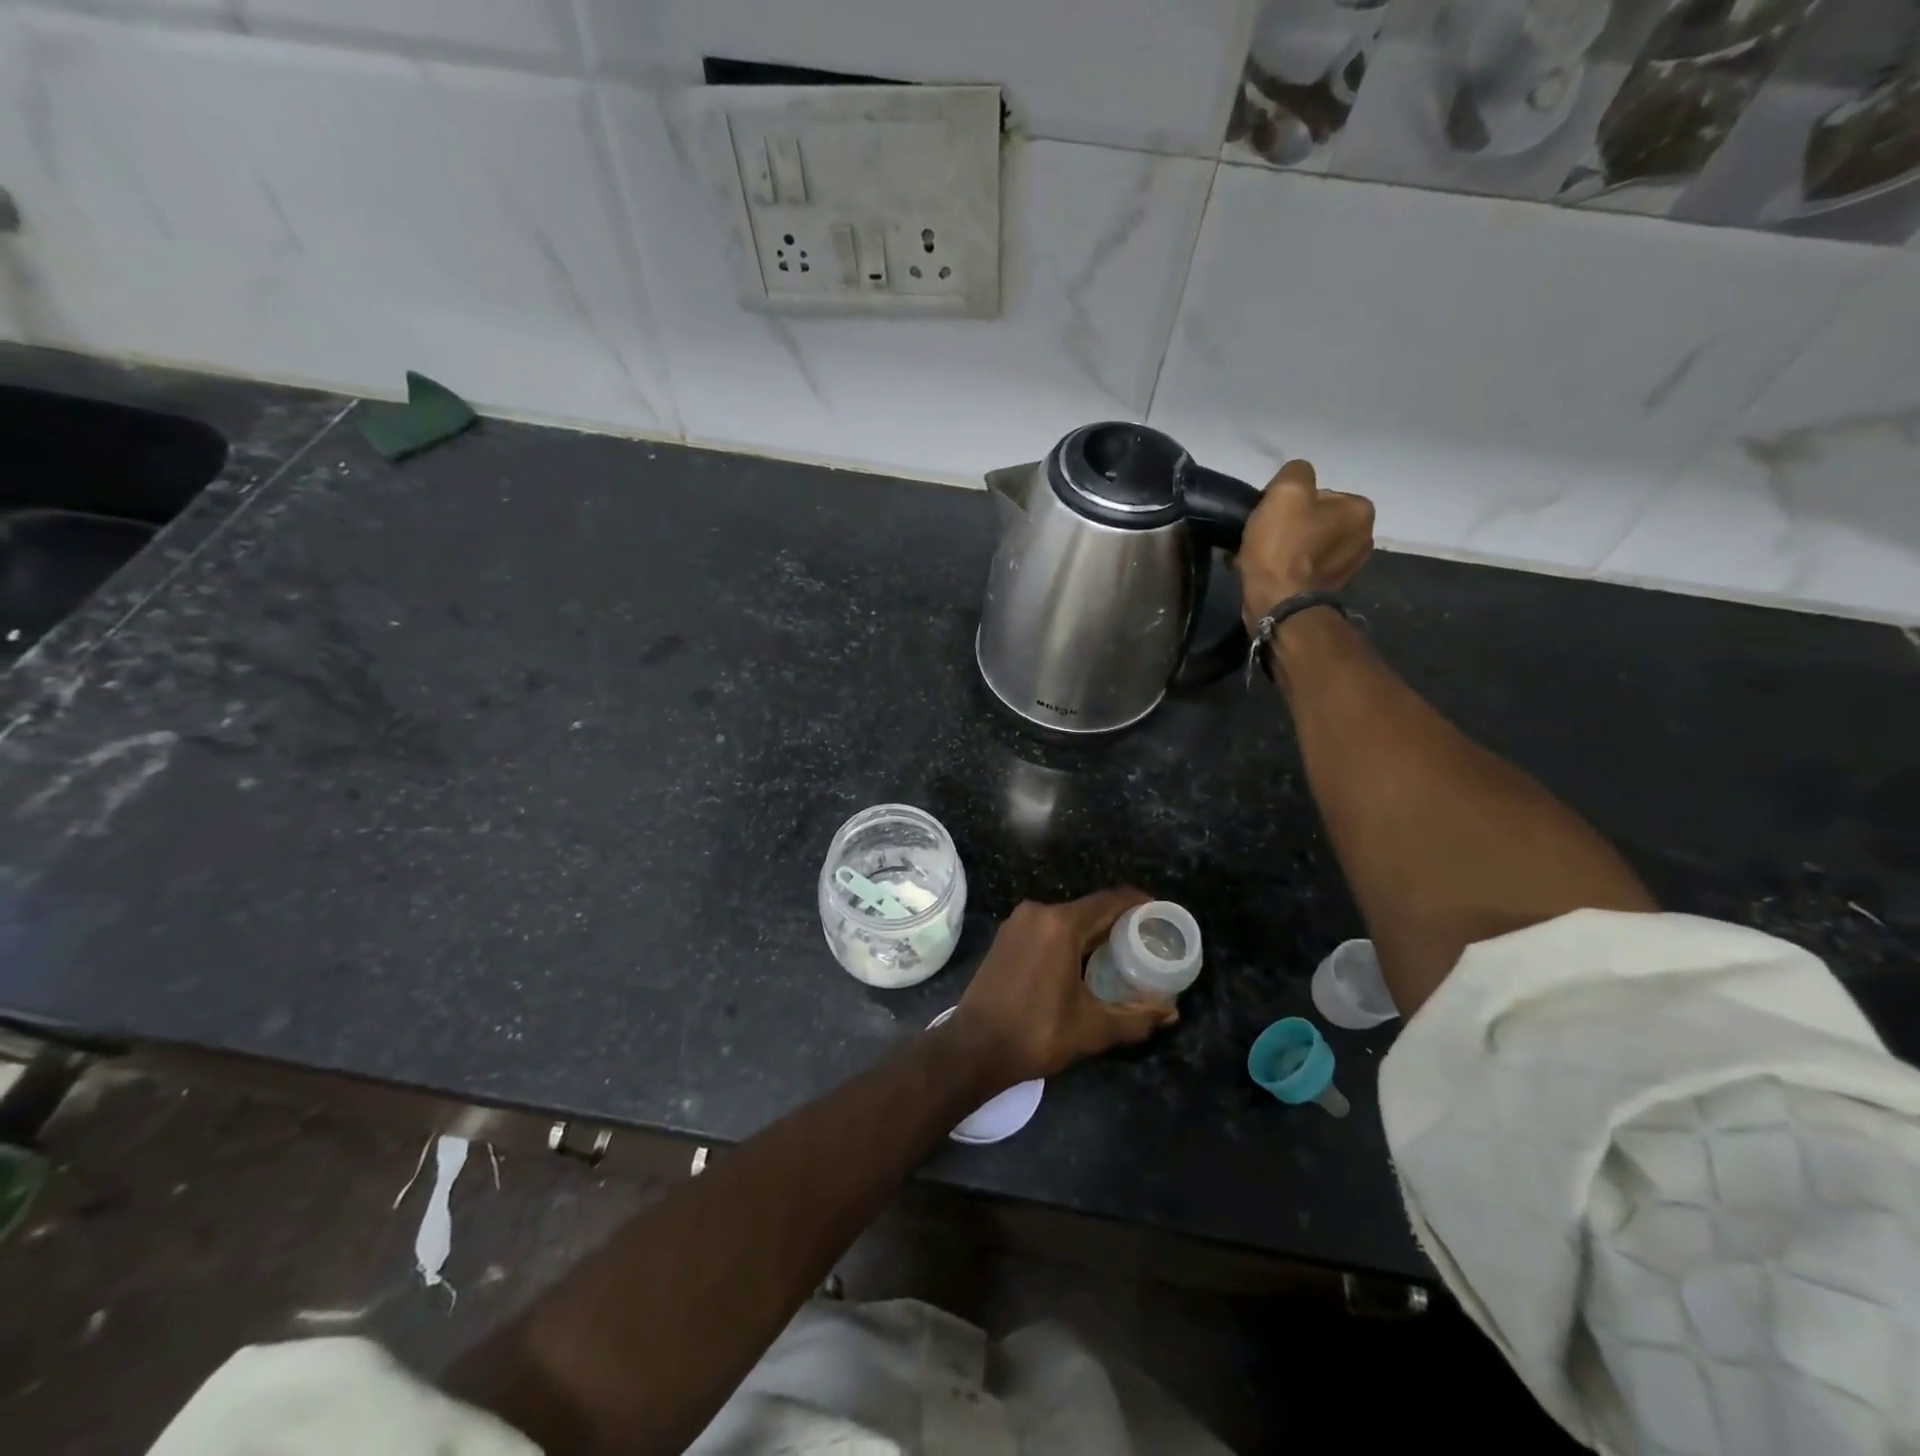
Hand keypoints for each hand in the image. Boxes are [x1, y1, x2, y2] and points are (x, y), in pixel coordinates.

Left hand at [947, 889, 1175, 1088]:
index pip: (1111, 900)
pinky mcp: (1005, 937)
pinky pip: (1048, 928)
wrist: (973, 1048)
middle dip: (1120, 922)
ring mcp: (1017, 923)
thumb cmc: (1036, 1034)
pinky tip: (1085, 962)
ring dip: (1094, 932)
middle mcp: (1038, 912)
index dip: (1140, 904)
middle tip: (1148, 943)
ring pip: (1067, 919)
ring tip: (1122, 954)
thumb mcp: (1093, 1028)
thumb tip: (1171, 1013)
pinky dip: (1070, 939)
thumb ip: (1136, 1017)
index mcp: (1060, 924)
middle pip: (1089, 909)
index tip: (1163, 916)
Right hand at [1233, 459, 1374, 622]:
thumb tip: (1295, 480)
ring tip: (1258, 556)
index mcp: (1360, 510)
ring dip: (1283, 548)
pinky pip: (1301, 568)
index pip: (1320, 493)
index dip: (1289, 501)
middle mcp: (1363, 538)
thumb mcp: (1286, 490)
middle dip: (1288, 526)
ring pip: (1305, 545)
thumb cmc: (1284, 544)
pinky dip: (1284, 568)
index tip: (1270, 515)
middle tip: (1262, 536)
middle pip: (1314, 520)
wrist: (1278, 601)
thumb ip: (1296, 471)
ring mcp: (1346, 568)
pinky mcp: (1326, 590)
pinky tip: (1265, 572)